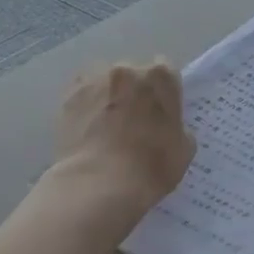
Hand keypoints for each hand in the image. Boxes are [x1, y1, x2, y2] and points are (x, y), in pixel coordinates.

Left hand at [53, 60, 196, 212]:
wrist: (99, 184)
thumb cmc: (151, 167)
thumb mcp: (184, 150)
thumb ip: (178, 128)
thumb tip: (167, 127)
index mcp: (161, 77)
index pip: (166, 73)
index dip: (162, 92)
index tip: (159, 111)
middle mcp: (127, 70)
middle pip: (133, 74)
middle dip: (134, 92)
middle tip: (132, 121)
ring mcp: (95, 81)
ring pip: (104, 83)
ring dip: (108, 97)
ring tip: (105, 127)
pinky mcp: (69, 97)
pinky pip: (82, 96)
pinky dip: (85, 108)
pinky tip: (87, 131)